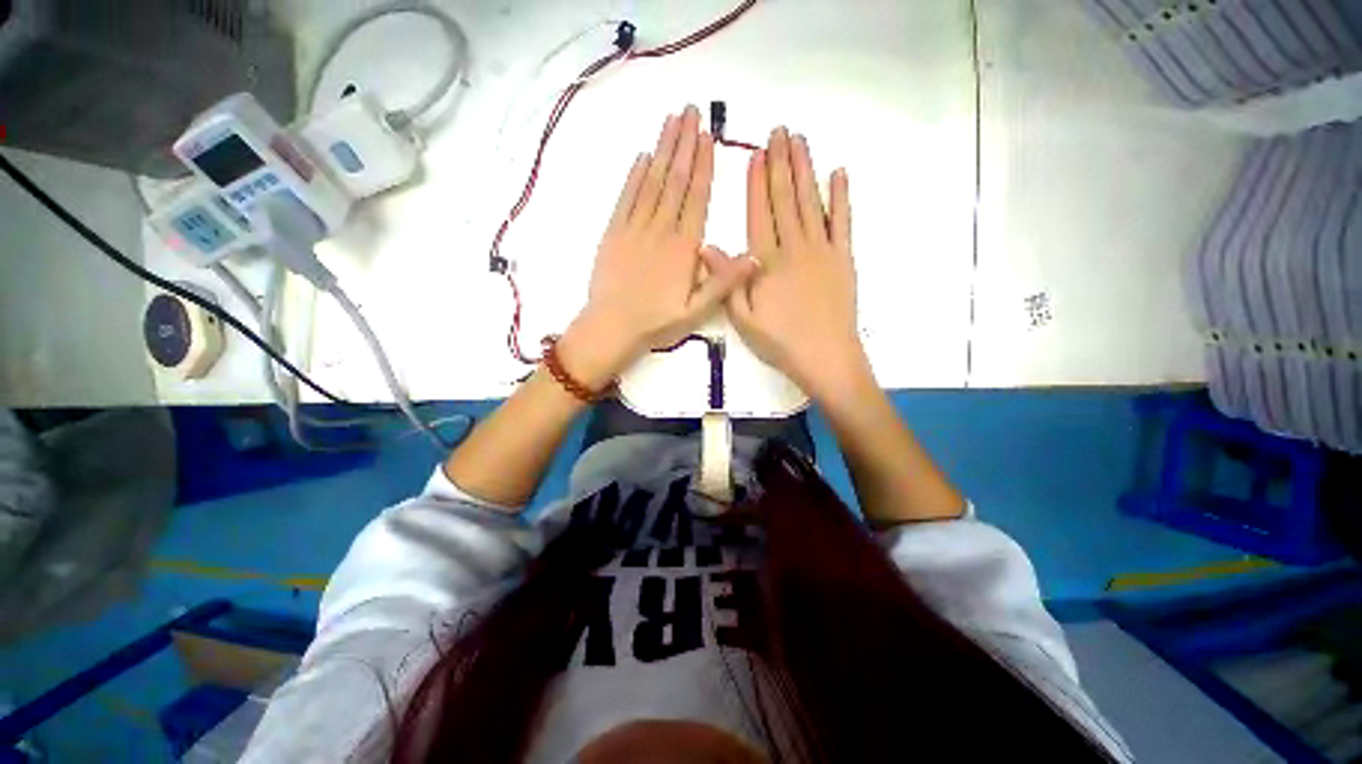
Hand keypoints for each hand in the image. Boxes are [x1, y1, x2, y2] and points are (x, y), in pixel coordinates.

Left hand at [567, 105, 757, 386]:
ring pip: (652, 183)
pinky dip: (635, 176)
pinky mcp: (614, 233)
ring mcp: (635, 229)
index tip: (707, 136)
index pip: (696, 198)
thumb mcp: (697, 311)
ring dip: (662, 150)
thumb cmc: (657, 322)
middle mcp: (661, 231)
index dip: (703, 166)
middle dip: (684, 145)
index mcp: (684, 248)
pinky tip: (642, 157)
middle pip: (675, 182)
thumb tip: (755, 257)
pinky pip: (627, 198)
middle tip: (690, 112)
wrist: (613, 326)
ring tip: (671, 121)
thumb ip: (723, 282)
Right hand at [727, 128, 866, 399]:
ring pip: (812, 202)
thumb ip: (727, 281)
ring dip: (806, 170)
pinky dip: (842, 197)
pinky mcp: (844, 259)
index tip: (755, 155)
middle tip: (779, 132)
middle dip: (781, 164)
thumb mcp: (743, 319)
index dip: (757, 183)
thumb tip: (706, 247)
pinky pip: (843, 222)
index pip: (759, 214)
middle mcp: (795, 248)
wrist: (826, 357)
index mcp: (768, 263)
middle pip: (786, 200)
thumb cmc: (780, 342)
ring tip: (800, 141)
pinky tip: (839, 174)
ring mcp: (823, 251)